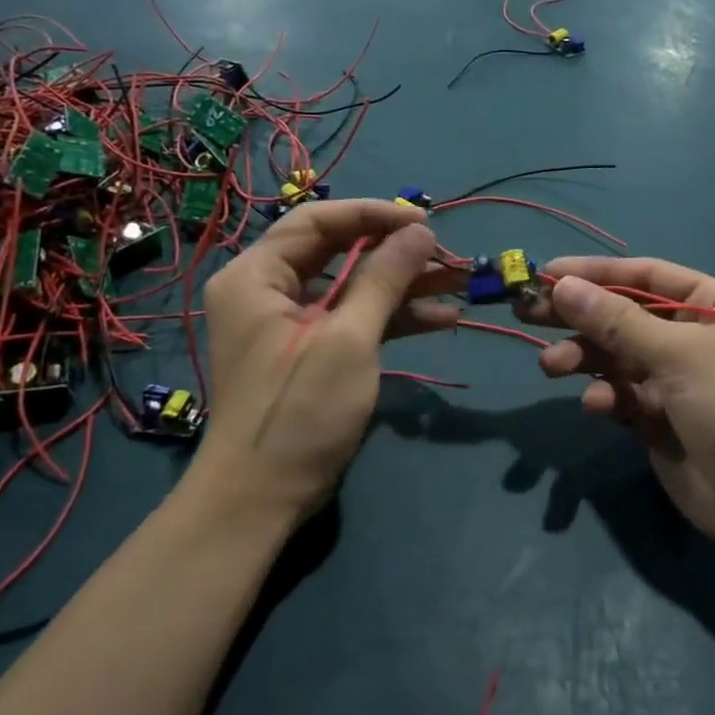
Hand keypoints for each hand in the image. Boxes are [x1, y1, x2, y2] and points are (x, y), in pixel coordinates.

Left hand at [196, 200, 459, 522]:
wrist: (261, 499)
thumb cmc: (298, 411)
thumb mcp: (348, 339)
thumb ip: (385, 278)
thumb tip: (421, 231)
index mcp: (256, 274)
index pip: (318, 221)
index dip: (374, 215)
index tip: (426, 222)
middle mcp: (267, 289)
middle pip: (338, 252)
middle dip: (395, 252)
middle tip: (445, 255)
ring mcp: (289, 323)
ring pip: (352, 287)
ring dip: (403, 285)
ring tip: (457, 282)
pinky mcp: (310, 352)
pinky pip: (353, 319)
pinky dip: (392, 318)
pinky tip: (441, 317)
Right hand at [519, 257, 714, 548]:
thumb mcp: (678, 354)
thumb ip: (616, 321)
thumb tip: (561, 284)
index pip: (646, 277)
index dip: (596, 273)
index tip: (547, 272)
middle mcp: (694, 334)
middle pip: (623, 315)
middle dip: (578, 315)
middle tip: (527, 312)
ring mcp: (675, 377)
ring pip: (616, 356)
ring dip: (583, 358)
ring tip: (552, 367)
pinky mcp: (658, 416)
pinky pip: (621, 394)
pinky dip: (605, 396)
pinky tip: (598, 405)